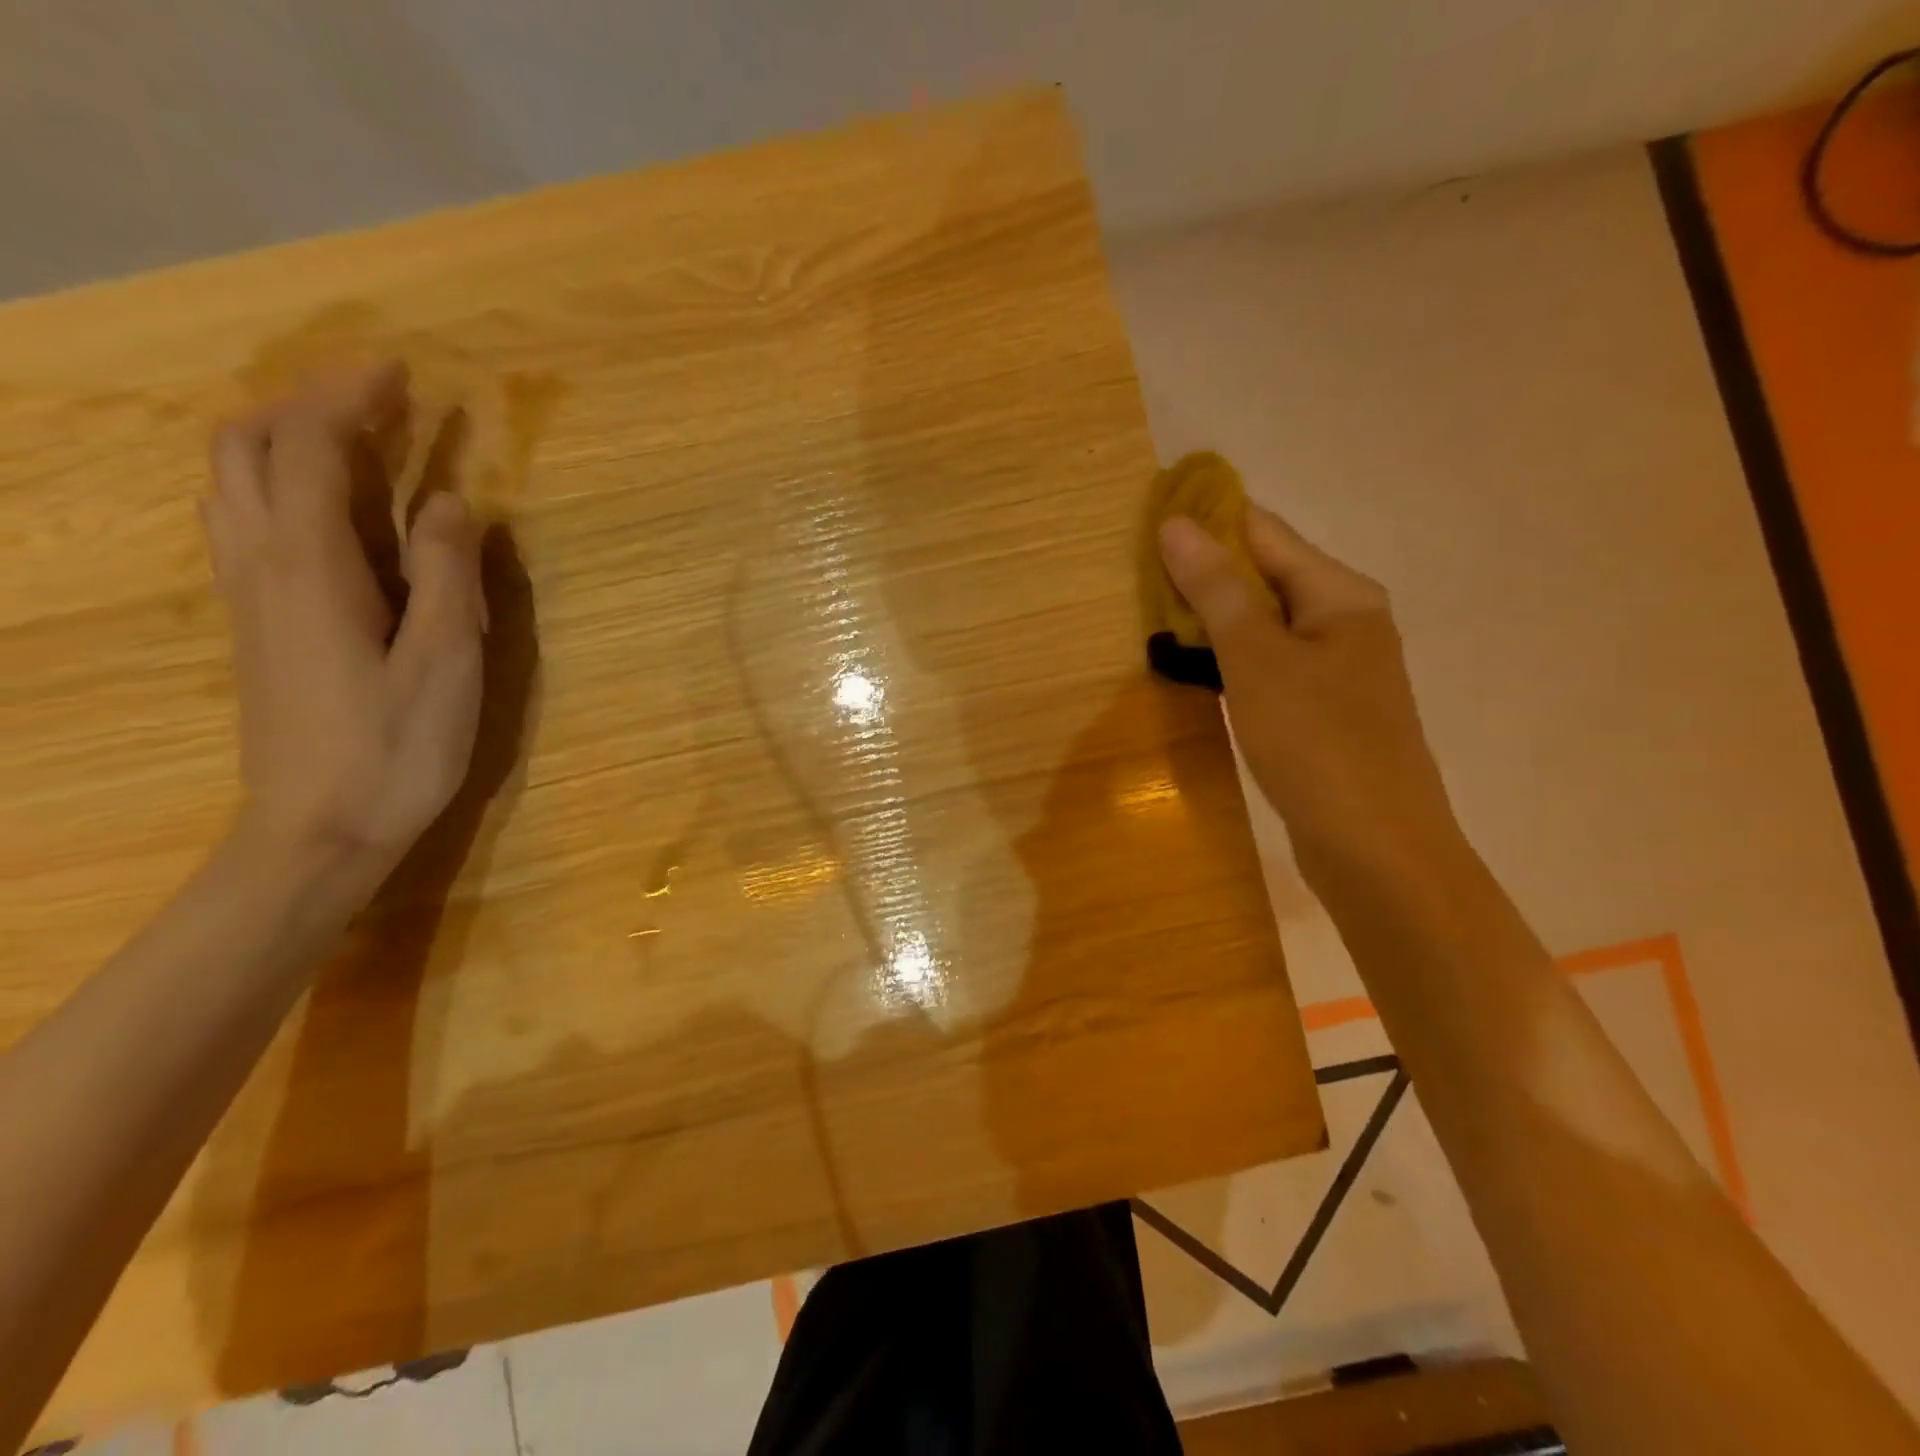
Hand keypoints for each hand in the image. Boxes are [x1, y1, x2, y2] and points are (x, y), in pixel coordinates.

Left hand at [201, 363, 485, 880]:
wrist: (318, 830)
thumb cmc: (396, 748)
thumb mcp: (445, 661)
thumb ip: (447, 574)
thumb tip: (450, 502)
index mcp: (311, 568)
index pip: (312, 451)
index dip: (350, 401)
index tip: (399, 374)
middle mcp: (261, 565)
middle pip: (248, 450)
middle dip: (306, 406)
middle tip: (376, 398)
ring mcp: (249, 596)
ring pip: (235, 484)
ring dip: (286, 440)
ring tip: (353, 437)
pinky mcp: (256, 624)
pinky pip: (247, 523)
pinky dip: (281, 485)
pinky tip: (331, 507)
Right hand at [1159, 503, 1460, 886]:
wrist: (1375, 849)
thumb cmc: (1317, 743)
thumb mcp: (1257, 659)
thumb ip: (1217, 590)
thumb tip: (1177, 524)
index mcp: (1339, 594)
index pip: (1264, 533)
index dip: (1208, 520)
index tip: (1147, 518)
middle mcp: (1344, 622)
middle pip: (1265, 577)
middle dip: (1204, 573)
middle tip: (1134, 573)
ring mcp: (1336, 670)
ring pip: (1262, 626)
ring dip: (1212, 619)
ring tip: (1150, 614)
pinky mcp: (1321, 713)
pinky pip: (1267, 667)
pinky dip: (1229, 660)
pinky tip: (1193, 668)